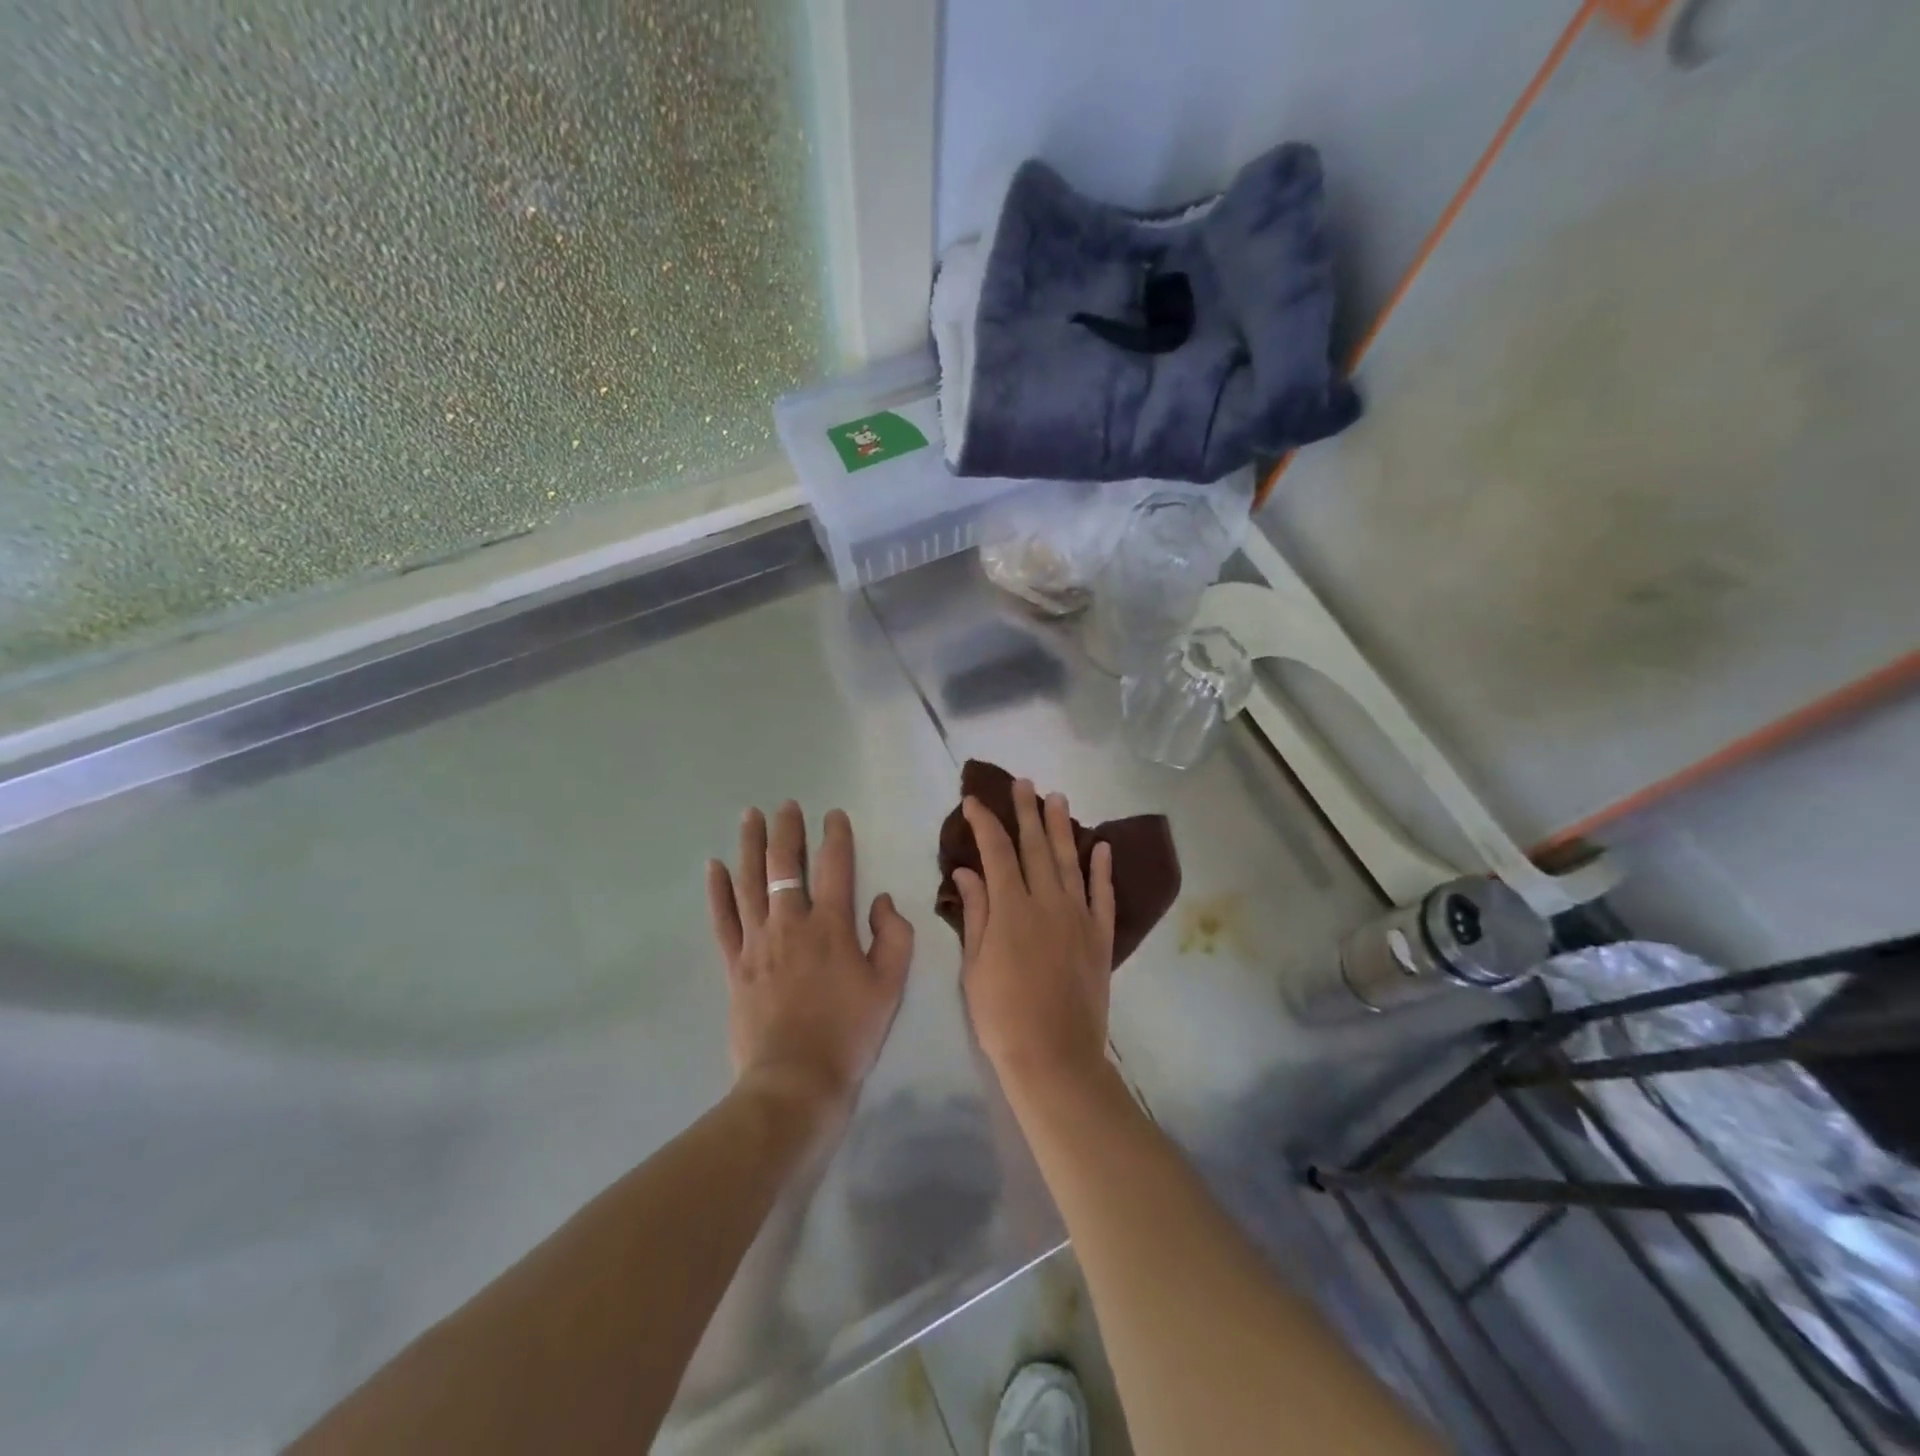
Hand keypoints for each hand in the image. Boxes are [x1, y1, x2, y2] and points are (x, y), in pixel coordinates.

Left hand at [706, 802, 912, 1116]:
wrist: (796, 1081)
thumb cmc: (849, 1032)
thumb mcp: (890, 986)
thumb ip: (893, 936)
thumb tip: (881, 900)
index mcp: (832, 926)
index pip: (835, 867)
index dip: (835, 836)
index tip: (833, 814)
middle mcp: (791, 923)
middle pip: (785, 865)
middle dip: (787, 830)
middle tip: (786, 805)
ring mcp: (758, 942)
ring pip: (750, 882)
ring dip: (749, 845)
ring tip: (749, 815)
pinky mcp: (734, 964)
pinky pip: (723, 919)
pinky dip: (717, 891)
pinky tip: (713, 866)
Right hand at [952, 779, 1115, 1095]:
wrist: (1054, 1057)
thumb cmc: (1001, 1014)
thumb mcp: (974, 964)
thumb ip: (975, 912)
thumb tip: (967, 870)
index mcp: (1011, 907)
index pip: (996, 851)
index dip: (984, 822)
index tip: (974, 801)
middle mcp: (1047, 901)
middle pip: (1036, 846)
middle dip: (1027, 811)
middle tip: (1024, 783)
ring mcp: (1078, 917)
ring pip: (1071, 861)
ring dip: (1063, 828)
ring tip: (1058, 798)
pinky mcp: (1100, 937)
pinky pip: (1103, 895)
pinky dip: (1102, 869)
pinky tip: (1102, 846)